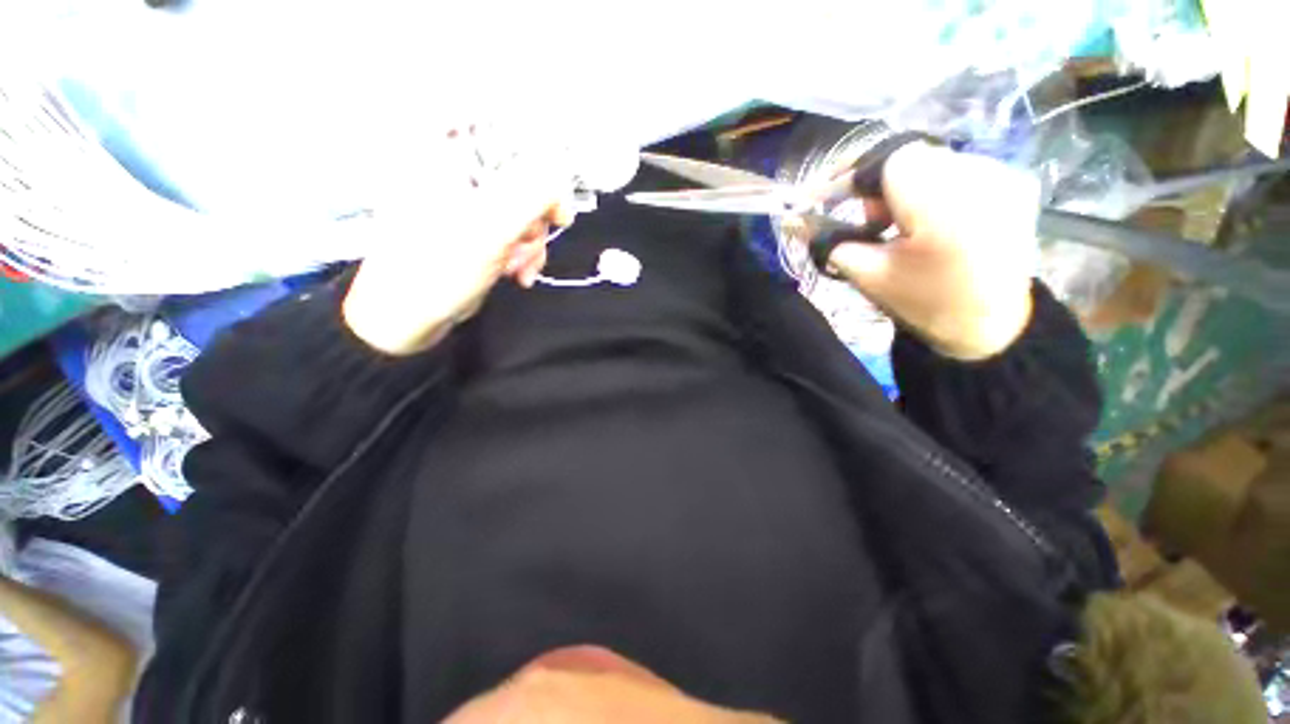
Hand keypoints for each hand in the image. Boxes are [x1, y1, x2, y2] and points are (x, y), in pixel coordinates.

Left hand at [343, 141, 574, 355]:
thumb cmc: (437, 268)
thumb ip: (532, 196)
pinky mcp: (477, 229)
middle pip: (522, 179)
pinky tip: (519, 273)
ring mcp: (468, 203)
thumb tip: (562, 188)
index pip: (508, 139)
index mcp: (445, 154)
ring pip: (524, 210)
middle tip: (527, 246)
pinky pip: (516, 232)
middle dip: (534, 221)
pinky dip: (524, 254)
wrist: (406, 317)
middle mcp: (456, 171)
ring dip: (531, 243)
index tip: (553, 208)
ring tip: (520, 269)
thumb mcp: (489, 228)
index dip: (540, 171)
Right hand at [825, 143, 1038, 359]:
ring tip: (906, 227)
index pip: (887, 161)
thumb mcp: (868, 275)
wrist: (990, 326)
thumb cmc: (924, 304)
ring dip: (909, 187)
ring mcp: (1004, 175)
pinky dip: (937, 188)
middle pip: (911, 158)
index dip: (853, 176)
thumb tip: (793, 220)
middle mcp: (981, 176)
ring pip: (934, 161)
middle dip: (881, 186)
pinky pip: (960, 169)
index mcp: (941, 204)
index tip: (828, 199)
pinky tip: (937, 222)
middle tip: (874, 225)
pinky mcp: (1016, 182)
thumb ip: (829, 242)